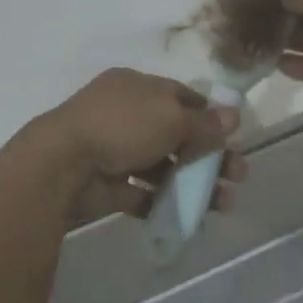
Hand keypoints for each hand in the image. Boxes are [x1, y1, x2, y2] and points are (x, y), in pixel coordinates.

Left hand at [37, 69, 246, 225]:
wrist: (64, 165)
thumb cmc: (121, 126)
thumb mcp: (170, 117)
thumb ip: (203, 122)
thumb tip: (233, 115)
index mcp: (135, 87)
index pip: (179, 96)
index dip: (207, 115)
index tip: (232, 136)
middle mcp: (125, 115)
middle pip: (176, 134)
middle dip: (209, 154)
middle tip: (239, 174)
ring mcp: (115, 151)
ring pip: (164, 166)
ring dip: (194, 182)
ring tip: (224, 202)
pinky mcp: (109, 186)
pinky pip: (144, 194)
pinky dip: (166, 203)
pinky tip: (192, 216)